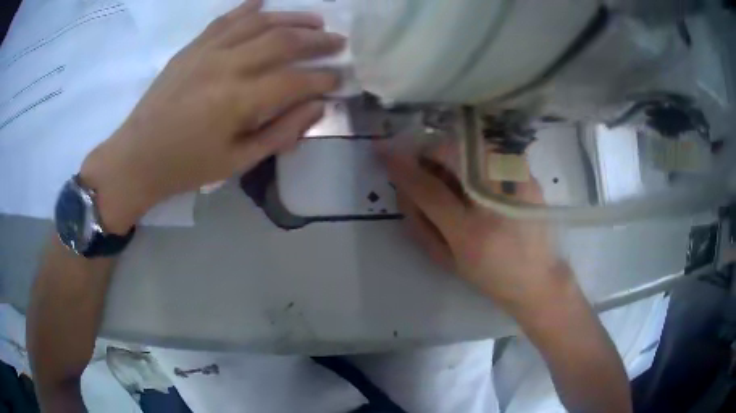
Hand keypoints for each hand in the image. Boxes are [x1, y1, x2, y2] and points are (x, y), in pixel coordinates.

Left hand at [80, 0, 343, 232]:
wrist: (136, 157)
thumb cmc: (186, 167)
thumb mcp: (237, 162)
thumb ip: (281, 133)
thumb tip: (317, 108)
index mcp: (239, 101)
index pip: (295, 80)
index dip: (323, 78)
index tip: (339, 78)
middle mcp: (227, 66)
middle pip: (283, 41)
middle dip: (318, 41)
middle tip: (339, 41)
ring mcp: (207, 51)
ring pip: (259, 22)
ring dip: (292, 18)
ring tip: (315, 20)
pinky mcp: (192, 47)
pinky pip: (225, 19)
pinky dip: (248, 8)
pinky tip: (264, 3)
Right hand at [379, 142, 573, 316]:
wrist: (538, 278)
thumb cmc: (489, 276)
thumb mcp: (448, 261)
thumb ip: (420, 224)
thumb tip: (403, 188)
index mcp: (470, 232)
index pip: (428, 189)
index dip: (401, 167)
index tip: (382, 151)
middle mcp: (495, 202)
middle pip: (453, 153)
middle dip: (430, 151)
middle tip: (425, 163)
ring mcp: (516, 184)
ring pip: (473, 145)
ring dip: (453, 152)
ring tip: (455, 173)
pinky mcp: (529, 175)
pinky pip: (493, 151)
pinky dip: (476, 156)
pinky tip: (480, 176)